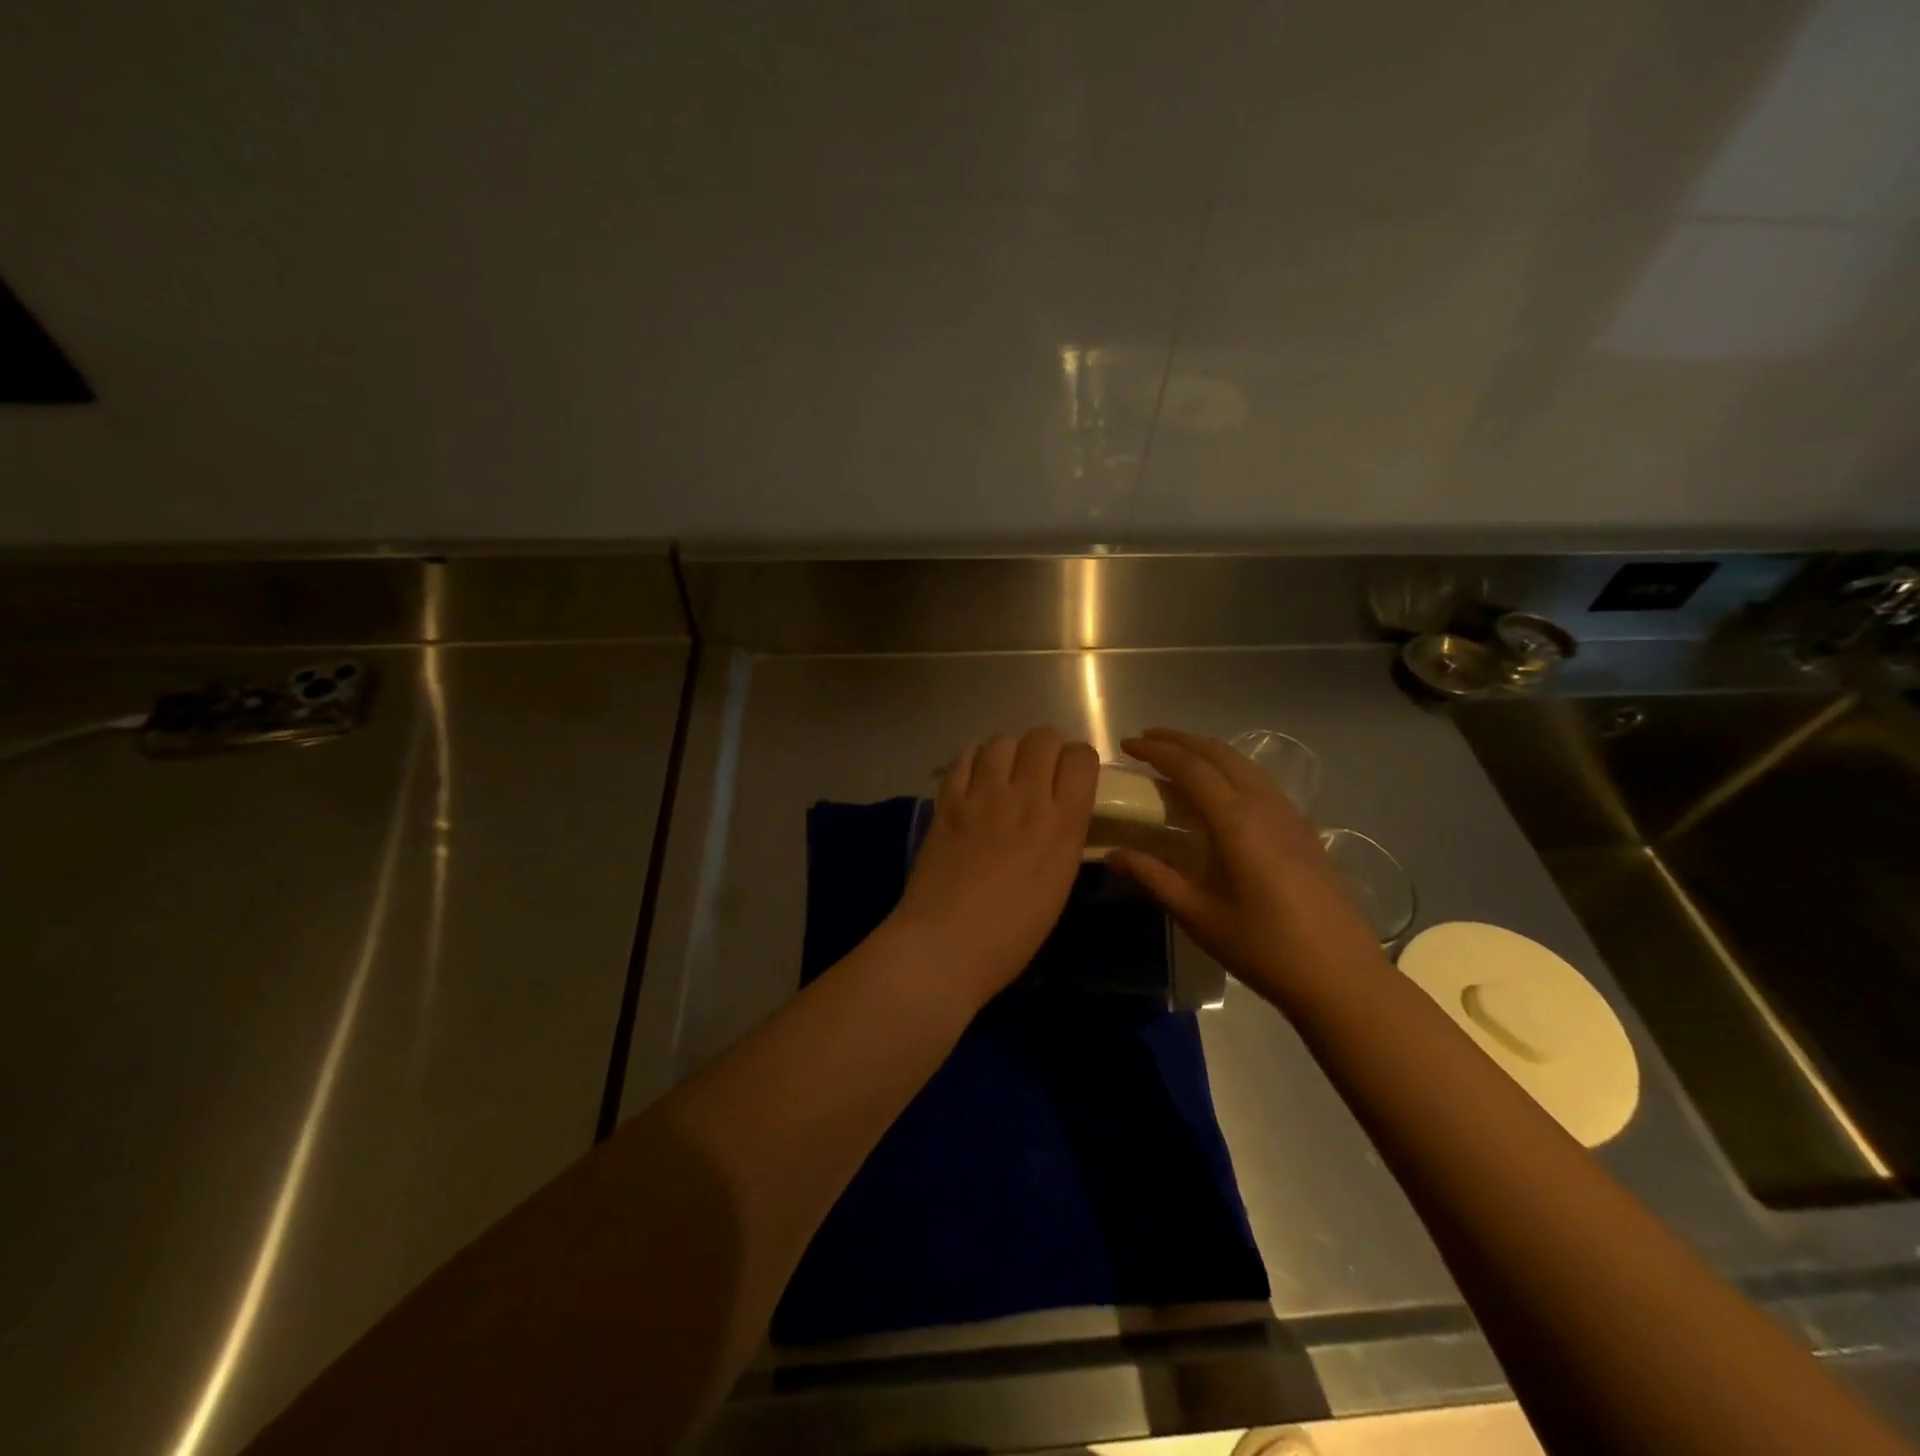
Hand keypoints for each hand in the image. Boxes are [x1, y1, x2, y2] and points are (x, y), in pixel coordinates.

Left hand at [889, 726, 1098, 1006]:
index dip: (1079, 762)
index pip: (1081, 757)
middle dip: (1047, 749)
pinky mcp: (947, 801)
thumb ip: (1063, 837)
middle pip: (1043, 737)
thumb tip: (1057, 814)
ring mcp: (982, 796)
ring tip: (1006, 773)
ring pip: (1002, 741)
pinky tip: (975, 779)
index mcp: (1062, 824)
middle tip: (1040, 773)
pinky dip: (974, 760)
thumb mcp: (1059, 883)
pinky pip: (964, 758)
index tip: (1072, 778)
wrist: (946, 943)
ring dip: (1010, 751)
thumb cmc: (1013, 933)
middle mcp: (1025, 798)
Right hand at [1109, 727, 1385, 1005]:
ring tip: (1177, 757)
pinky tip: (1219, 790)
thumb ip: (1153, 877)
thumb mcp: (1198, 915)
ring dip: (1206, 751)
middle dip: (1180, 740)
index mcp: (1236, 821)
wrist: (1340, 975)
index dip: (1156, 751)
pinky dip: (1230, 769)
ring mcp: (1289, 814)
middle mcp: (1264, 805)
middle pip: (1219, 753)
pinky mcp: (1303, 829)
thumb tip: (1112, 855)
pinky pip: (1259, 781)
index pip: (1190, 768)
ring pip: (1243, 763)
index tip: (1126, 744)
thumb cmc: (1263, 947)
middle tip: (1146, 740)